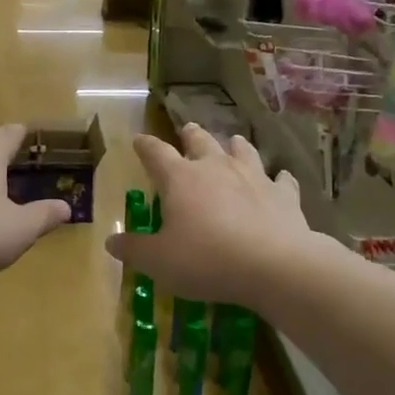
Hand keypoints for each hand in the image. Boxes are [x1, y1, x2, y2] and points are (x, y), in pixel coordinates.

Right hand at [105, 125, 314, 306]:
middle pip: (200, 142)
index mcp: (180, 179)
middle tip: (188, 129)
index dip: (145, 146)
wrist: (273, 265)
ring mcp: (253, 177)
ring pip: (242, 151)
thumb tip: (111, 242)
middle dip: (191, 135)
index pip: (156, 153)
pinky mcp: (283, 194)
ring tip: (233, 142)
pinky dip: (278, 178)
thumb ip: (134, 250)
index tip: (138, 140)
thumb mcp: (159, 261)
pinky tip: (281, 178)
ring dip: (235, 146)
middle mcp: (216, 168)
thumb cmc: (206, 260)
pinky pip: (281, 179)